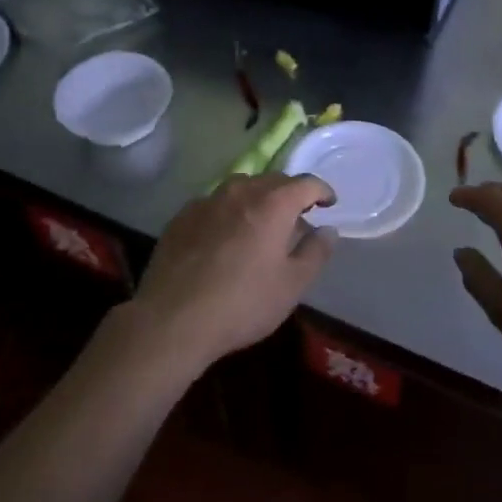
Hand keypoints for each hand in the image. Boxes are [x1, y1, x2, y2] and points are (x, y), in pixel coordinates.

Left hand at [115, 174, 336, 377]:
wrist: (173, 320)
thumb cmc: (243, 303)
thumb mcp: (292, 285)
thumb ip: (316, 252)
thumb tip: (327, 230)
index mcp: (273, 204)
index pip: (306, 183)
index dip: (322, 191)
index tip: (329, 204)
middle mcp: (240, 192)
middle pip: (272, 181)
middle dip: (290, 194)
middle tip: (297, 218)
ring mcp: (206, 201)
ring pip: (240, 188)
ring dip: (257, 199)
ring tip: (260, 224)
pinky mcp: (181, 217)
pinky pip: (214, 204)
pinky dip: (228, 212)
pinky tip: (224, 238)